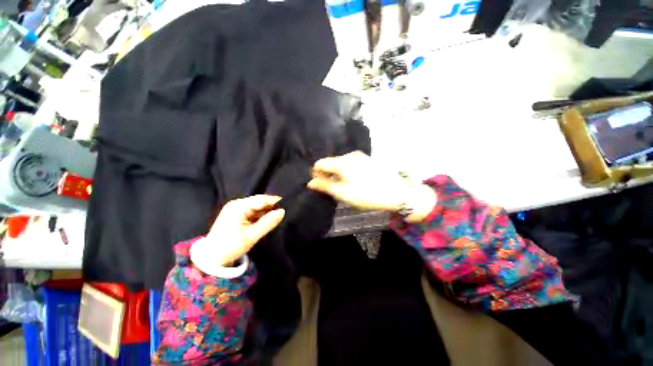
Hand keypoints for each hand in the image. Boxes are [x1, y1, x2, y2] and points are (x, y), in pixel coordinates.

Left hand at [191, 195, 284, 267]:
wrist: (211, 257)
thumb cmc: (230, 246)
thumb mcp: (251, 236)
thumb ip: (268, 223)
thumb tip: (282, 211)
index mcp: (238, 207)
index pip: (261, 199)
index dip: (274, 201)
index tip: (287, 204)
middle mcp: (237, 204)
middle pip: (259, 201)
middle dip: (271, 206)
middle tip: (283, 211)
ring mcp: (236, 208)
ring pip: (256, 206)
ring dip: (266, 211)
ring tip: (277, 215)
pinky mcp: (236, 214)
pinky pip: (252, 211)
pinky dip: (260, 214)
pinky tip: (266, 219)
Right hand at [307, 151, 436, 221]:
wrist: (397, 193)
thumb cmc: (366, 194)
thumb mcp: (343, 193)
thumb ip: (324, 186)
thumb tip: (310, 182)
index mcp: (341, 161)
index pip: (320, 163)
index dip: (316, 173)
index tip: (318, 184)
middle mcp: (350, 155)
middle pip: (331, 162)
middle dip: (327, 174)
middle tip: (330, 188)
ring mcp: (361, 157)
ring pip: (342, 163)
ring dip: (337, 173)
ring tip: (342, 186)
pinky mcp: (368, 161)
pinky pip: (351, 164)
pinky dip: (347, 172)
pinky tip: (353, 181)